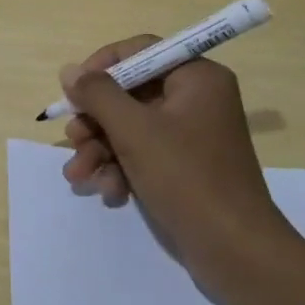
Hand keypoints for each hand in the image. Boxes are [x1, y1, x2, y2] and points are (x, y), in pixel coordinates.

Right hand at [59, 37, 291, 280]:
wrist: (235, 252)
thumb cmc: (186, 178)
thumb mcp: (134, 131)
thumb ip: (98, 94)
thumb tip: (69, 70)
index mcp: (197, 77)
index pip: (141, 51)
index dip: (103, 66)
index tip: (74, 89)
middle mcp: (197, 99)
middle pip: (132, 93)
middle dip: (97, 120)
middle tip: (73, 139)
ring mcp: (192, 135)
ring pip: (132, 127)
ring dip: (102, 149)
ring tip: (79, 175)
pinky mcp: (186, 167)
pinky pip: (145, 153)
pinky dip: (122, 168)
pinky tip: (109, 192)